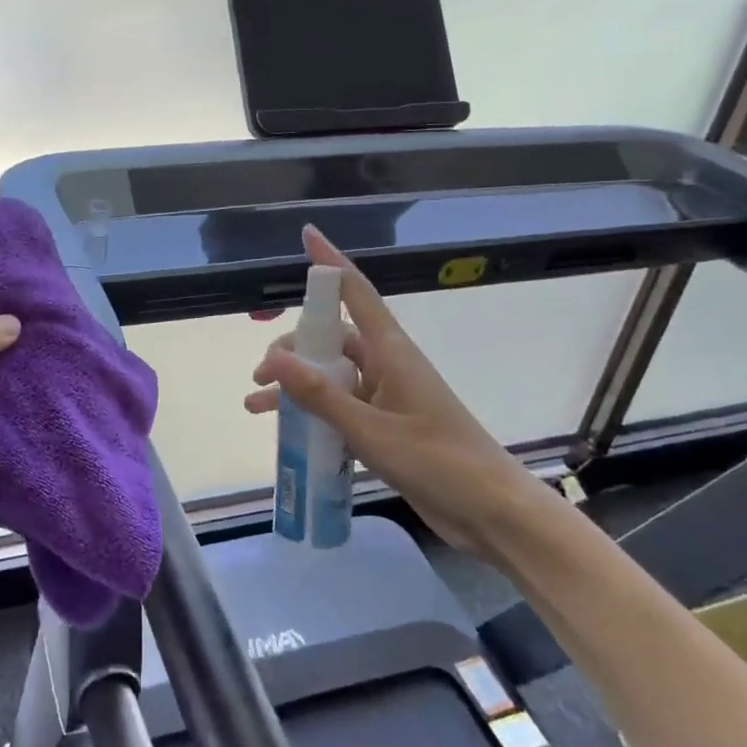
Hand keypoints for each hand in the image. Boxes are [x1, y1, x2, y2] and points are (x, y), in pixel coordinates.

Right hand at [245, 227, 556, 557]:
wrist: (491, 512)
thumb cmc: (438, 461)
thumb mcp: (371, 430)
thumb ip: (321, 396)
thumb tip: (276, 359)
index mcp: (391, 352)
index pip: (354, 292)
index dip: (329, 262)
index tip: (307, 234)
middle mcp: (387, 366)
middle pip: (331, 339)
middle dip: (293, 349)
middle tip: (262, 375)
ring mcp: (387, 396)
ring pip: (331, 377)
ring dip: (295, 386)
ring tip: (256, 405)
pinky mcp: (387, 425)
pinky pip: (341, 407)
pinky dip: (313, 414)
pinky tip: (288, 433)